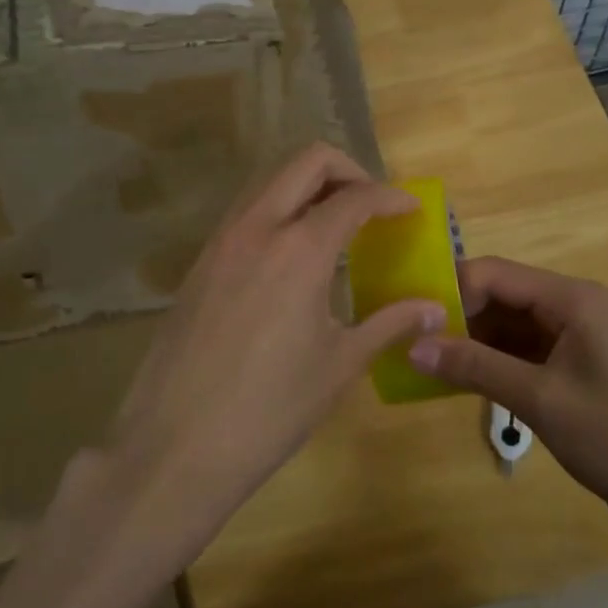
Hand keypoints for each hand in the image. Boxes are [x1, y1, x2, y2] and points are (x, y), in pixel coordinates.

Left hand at [99, 144, 443, 564]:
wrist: (175, 445)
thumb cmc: (270, 409)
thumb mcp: (339, 364)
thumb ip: (389, 323)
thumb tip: (432, 308)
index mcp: (299, 248)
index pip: (354, 197)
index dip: (390, 198)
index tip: (411, 210)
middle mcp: (257, 227)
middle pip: (306, 161)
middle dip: (347, 170)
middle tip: (371, 205)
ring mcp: (221, 241)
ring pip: (269, 181)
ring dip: (308, 186)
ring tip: (336, 225)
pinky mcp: (199, 263)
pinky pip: (245, 212)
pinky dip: (278, 211)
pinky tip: (292, 256)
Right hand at [409, 257, 607, 557]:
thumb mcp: (539, 400)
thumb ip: (474, 367)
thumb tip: (411, 346)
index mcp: (573, 298)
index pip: (495, 273)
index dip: (451, 290)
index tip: (410, 319)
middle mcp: (574, 307)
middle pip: (501, 295)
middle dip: (457, 316)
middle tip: (410, 342)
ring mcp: (576, 339)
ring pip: (509, 326)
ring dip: (472, 341)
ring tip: (424, 362)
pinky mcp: (575, 369)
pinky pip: (522, 352)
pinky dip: (492, 363)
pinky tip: (459, 381)